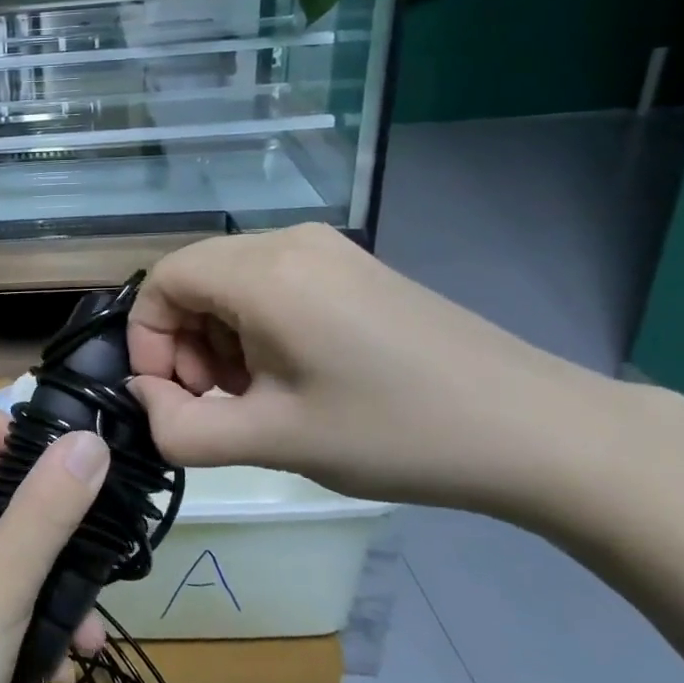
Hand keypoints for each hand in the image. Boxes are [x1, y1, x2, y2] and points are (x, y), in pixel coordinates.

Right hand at [127, 225, 626, 508]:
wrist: (537, 430)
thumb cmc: (394, 432)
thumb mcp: (273, 440)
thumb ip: (183, 429)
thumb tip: (145, 401)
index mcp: (265, 272)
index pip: (162, 281)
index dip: (147, 339)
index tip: (173, 397)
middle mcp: (288, 242)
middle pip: (193, 279)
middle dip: (184, 343)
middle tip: (218, 401)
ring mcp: (326, 250)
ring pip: (230, 282)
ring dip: (220, 338)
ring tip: (257, 395)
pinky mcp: (352, 267)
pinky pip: (271, 284)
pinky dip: (256, 327)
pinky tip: (293, 374)